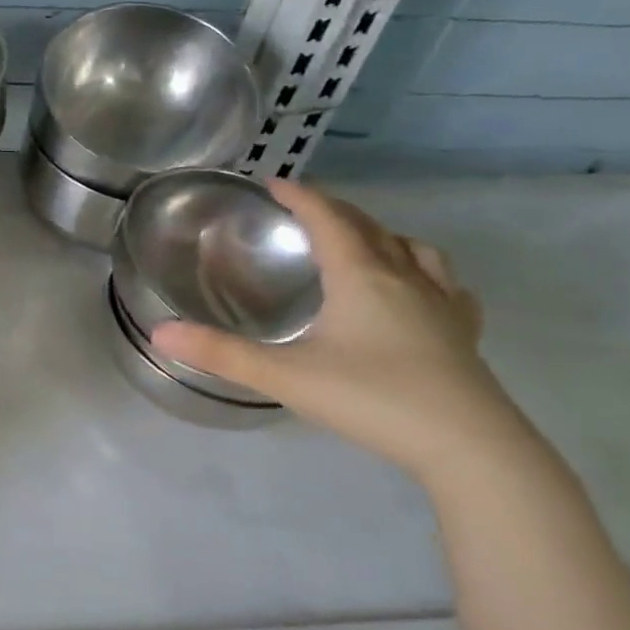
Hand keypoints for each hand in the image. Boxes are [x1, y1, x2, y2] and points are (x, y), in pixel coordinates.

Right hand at [151, 181, 519, 476]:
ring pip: (411, 249)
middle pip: (367, 227)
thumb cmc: (373, 399)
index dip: (299, 196)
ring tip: (361, 242)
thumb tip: (160, 332)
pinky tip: (421, 290)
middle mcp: (403, 277)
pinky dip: (424, 272)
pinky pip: (445, 284)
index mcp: (361, 276)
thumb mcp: (285, 376)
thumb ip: (221, 354)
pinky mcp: (463, 332)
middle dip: (333, 211)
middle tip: (304, 211)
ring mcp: (441, 303)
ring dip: (380, 235)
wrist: (469, 446)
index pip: (327, 218)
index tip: (273, 182)